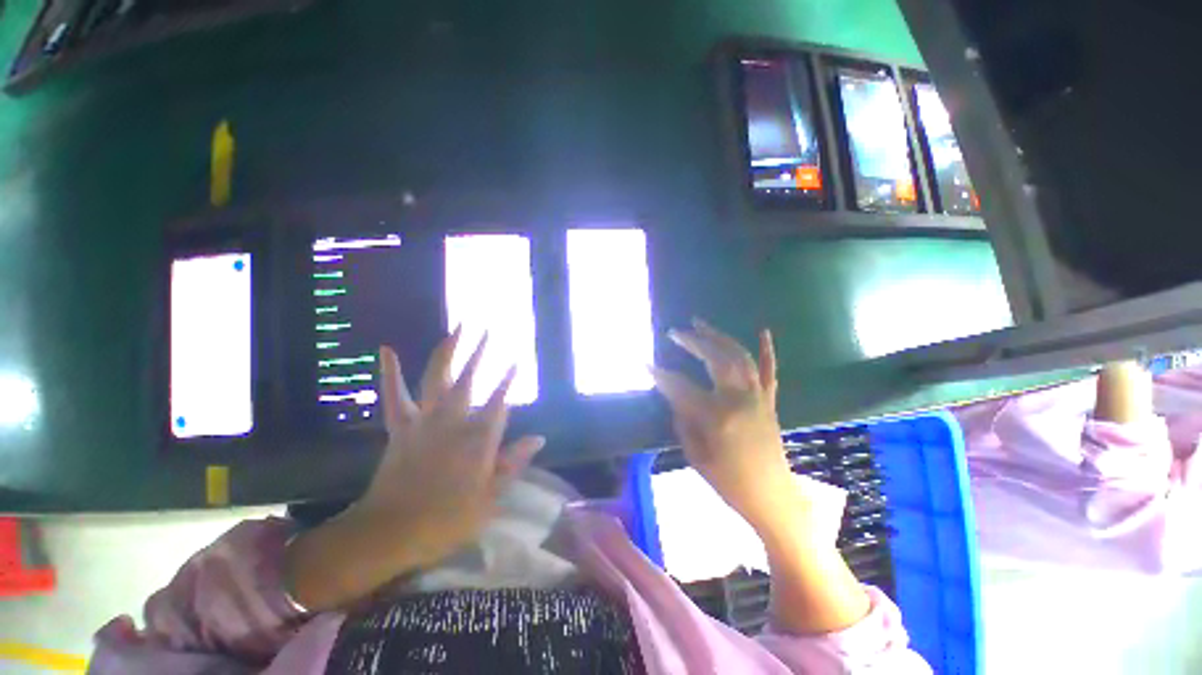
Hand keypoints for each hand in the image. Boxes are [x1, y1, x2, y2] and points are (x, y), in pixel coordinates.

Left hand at [285, 329, 543, 611]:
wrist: (388, 533)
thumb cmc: (446, 520)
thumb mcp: (490, 499)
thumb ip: (513, 463)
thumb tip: (539, 438)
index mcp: (478, 439)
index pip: (500, 402)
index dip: (509, 381)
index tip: (517, 361)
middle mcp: (453, 421)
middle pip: (470, 380)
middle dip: (480, 353)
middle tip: (488, 330)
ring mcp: (424, 421)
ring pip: (438, 378)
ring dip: (449, 351)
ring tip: (457, 328)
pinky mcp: (401, 427)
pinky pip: (395, 395)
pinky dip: (390, 372)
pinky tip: (387, 349)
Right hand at [653, 320, 869, 633]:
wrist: (773, 499)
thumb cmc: (730, 484)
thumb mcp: (697, 457)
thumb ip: (684, 422)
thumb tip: (676, 398)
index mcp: (717, 417)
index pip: (681, 388)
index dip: (661, 375)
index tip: (645, 364)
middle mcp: (739, 400)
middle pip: (714, 359)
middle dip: (693, 342)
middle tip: (675, 332)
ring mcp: (757, 398)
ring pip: (739, 357)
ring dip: (719, 336)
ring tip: (701, 323)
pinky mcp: (769, 402)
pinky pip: (769, 371)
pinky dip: (767, 350)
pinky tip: (763, 331)